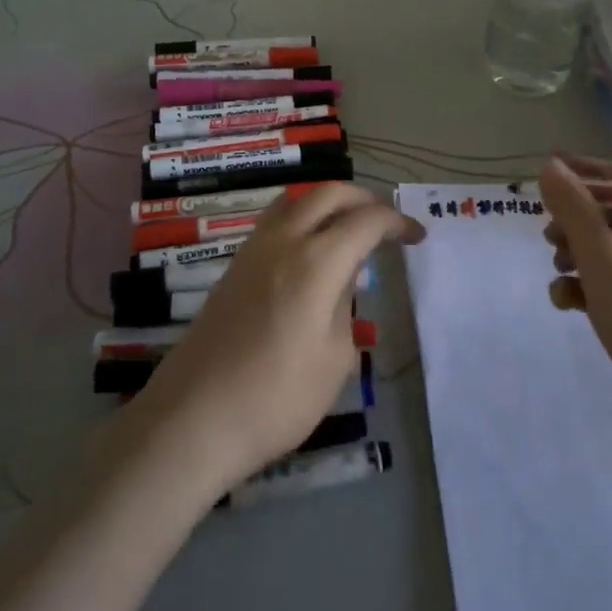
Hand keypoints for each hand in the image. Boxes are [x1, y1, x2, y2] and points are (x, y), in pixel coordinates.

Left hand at [120, 184, 423, 497]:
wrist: (194, 417)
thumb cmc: (277, 397)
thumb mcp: (334, 359)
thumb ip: (344, 307)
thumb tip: (341, 282)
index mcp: (317, 261)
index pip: (366, 220)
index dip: (397, 222)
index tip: (417, 236)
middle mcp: (284, 240)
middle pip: (329, 193)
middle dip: (364, 199)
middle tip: (385, 224)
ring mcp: (253, 249)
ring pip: (296, 199)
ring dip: (328, 202)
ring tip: (348, 229)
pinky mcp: (234, 266)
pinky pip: (274, 221)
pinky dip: (301, 219)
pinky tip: (309, 251)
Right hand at [539, 154, 611, 480]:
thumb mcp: (609, 269)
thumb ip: (577, 215)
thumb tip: (551, 168)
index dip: (590, 174)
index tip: (550, 169)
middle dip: (580, 224)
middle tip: (547, 233)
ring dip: (580, 257)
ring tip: (556, 270)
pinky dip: (591, 288)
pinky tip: (565, 302)